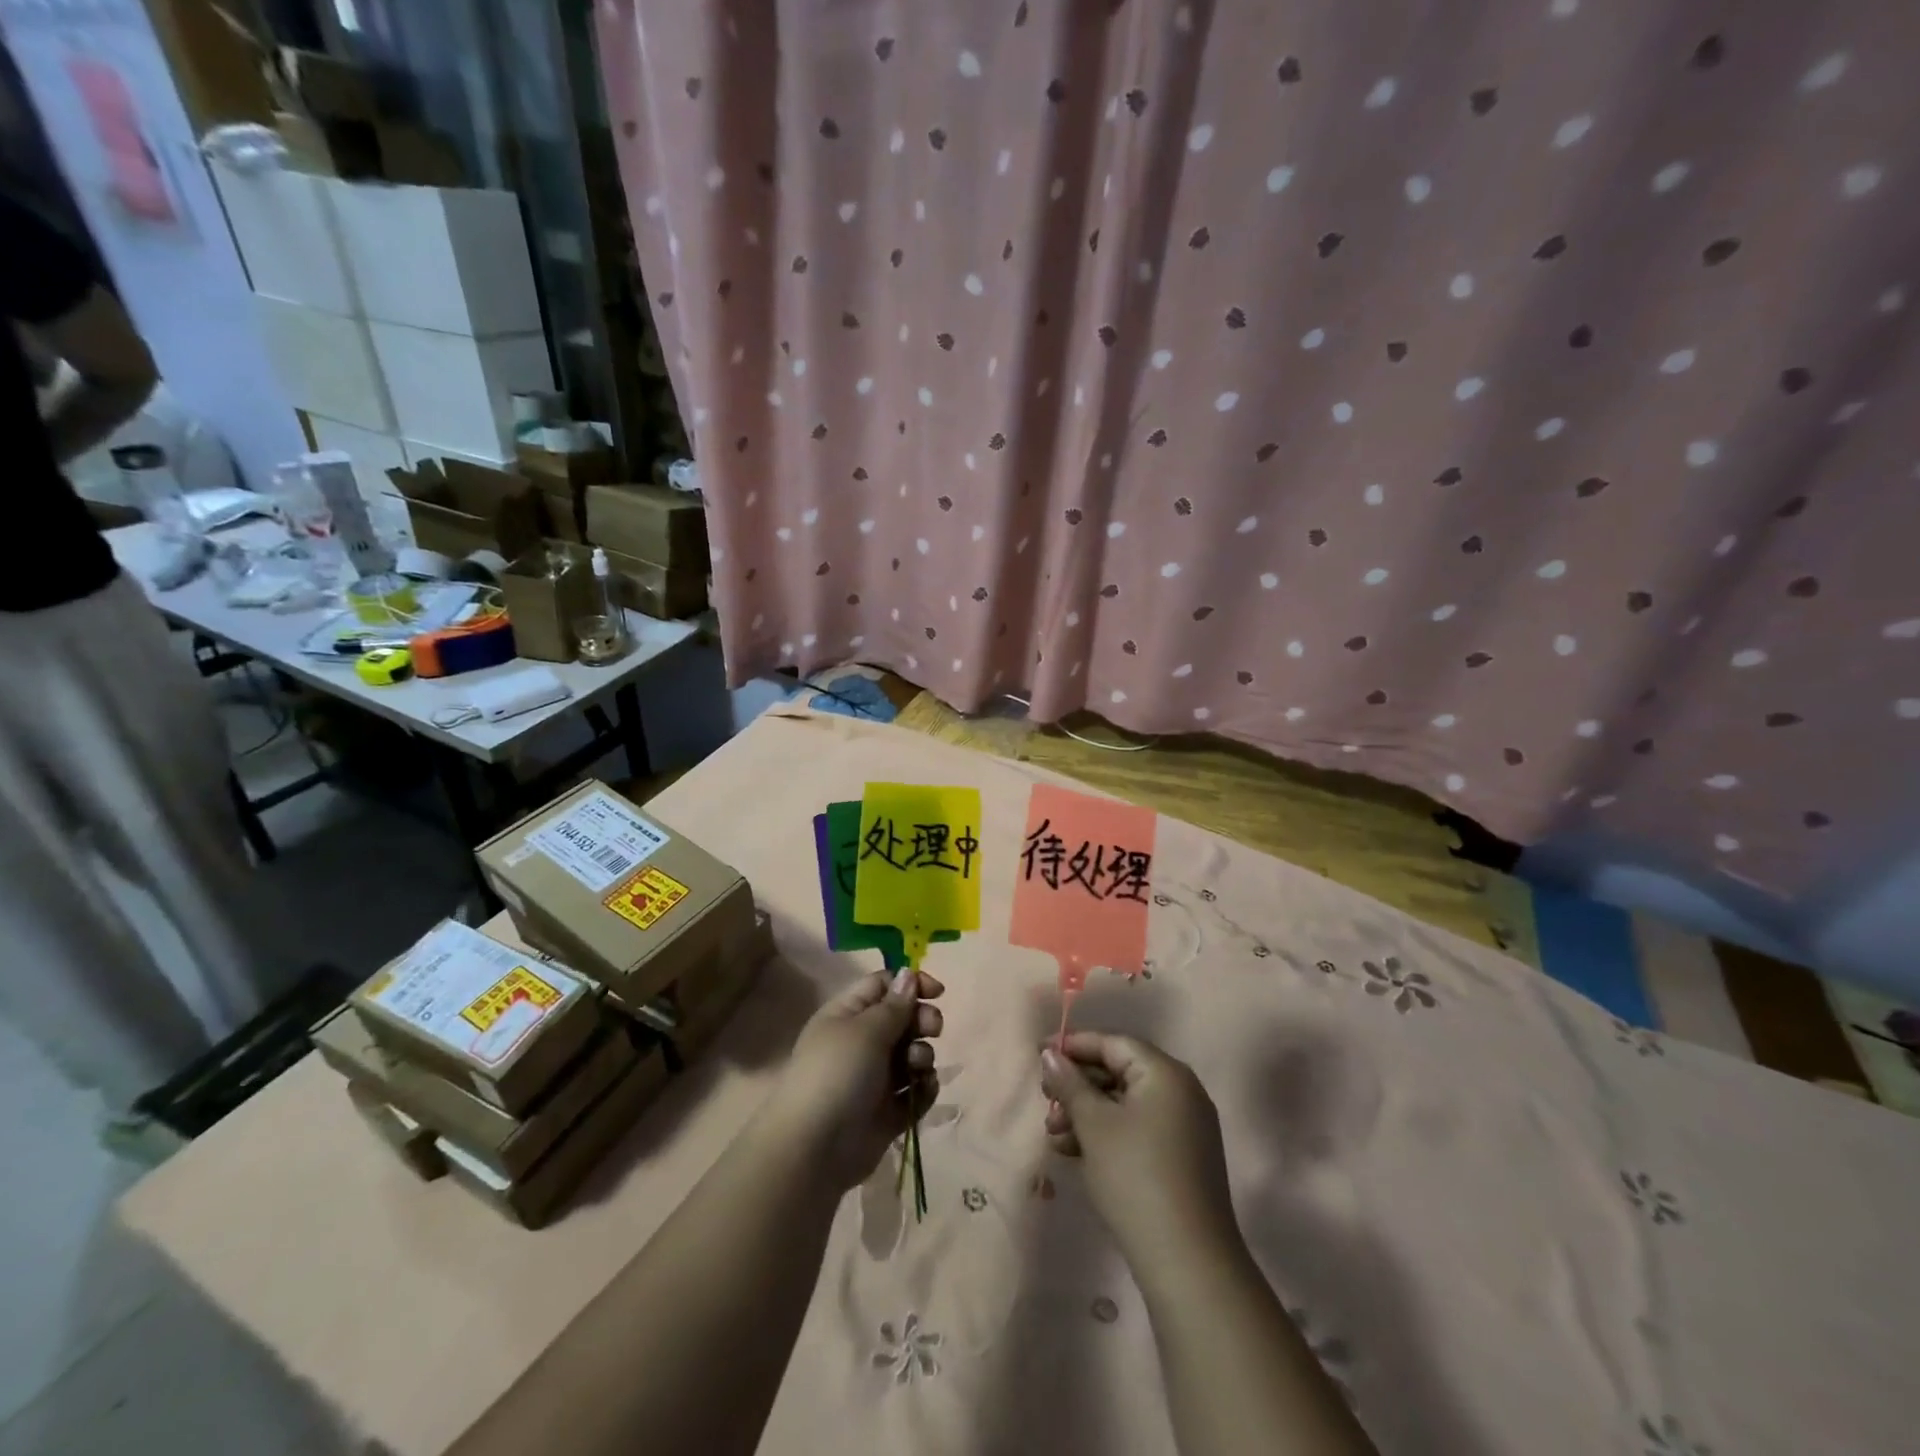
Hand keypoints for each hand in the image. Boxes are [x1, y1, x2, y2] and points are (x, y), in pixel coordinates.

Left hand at [766, 968, 942, 1189]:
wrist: (814, 1150)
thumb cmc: (837, 1074)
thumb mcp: (866, 1030)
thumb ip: (894, 1005)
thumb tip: (909, 974)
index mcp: (847, 1015)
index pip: (883, 986)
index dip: (910, 984)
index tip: (937, 992)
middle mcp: (861, 1042)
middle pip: (902, 1019)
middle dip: (922, 1020)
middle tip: (933, 1029)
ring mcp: (875, 1078)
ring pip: (912, 1054)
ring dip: (922, 1055)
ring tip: (916, 1067)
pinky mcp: (888, 1111)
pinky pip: (915, 1090)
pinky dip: (923, 1088)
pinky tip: (923, 1089)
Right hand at [1040, 1033, 1241, 1269]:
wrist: (1188, 1263)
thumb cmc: (1135, 1177)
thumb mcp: (1094, 1124)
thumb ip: (1069, 1083)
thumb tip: (1050, 1053)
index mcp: (1165, 1073)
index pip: (1113, 1043)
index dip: (1073, 1045)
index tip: (1037, 1053)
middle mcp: (1180, 1091)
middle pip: (1118, 1071)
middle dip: (1077, 1086)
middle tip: (1044, 1101)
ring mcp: (1184, 1127)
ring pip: (1124, 1104)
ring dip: (1085, 1114)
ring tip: (1053, 1136)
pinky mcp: (1180, 1158)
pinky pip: (1136, 1129)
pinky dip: (1105, 1135)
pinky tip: (1073, 1153)